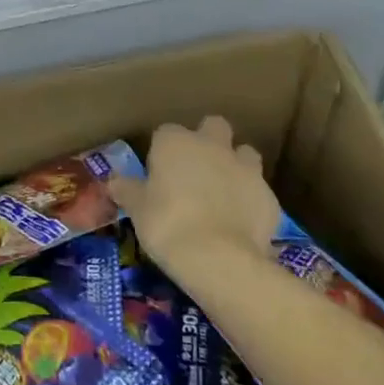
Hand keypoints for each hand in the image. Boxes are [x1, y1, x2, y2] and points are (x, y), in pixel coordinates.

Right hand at [112, 116, 281, 278]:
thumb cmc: (167, 225)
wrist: (218, 258)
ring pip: (244, 153)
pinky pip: (259, 191)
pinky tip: (241, 223)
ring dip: (236, 166)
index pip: (166, 132)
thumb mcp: (137, 210)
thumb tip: (114, 182)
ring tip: (224, 193)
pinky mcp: (269, 196)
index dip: (163, 150)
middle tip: (197, 170)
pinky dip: (251, 201)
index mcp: (176, 142)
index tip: (159, 172)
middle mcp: (212, 145)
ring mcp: (245, 168)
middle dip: (208, 140)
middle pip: (214, 126)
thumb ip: (128, 190)